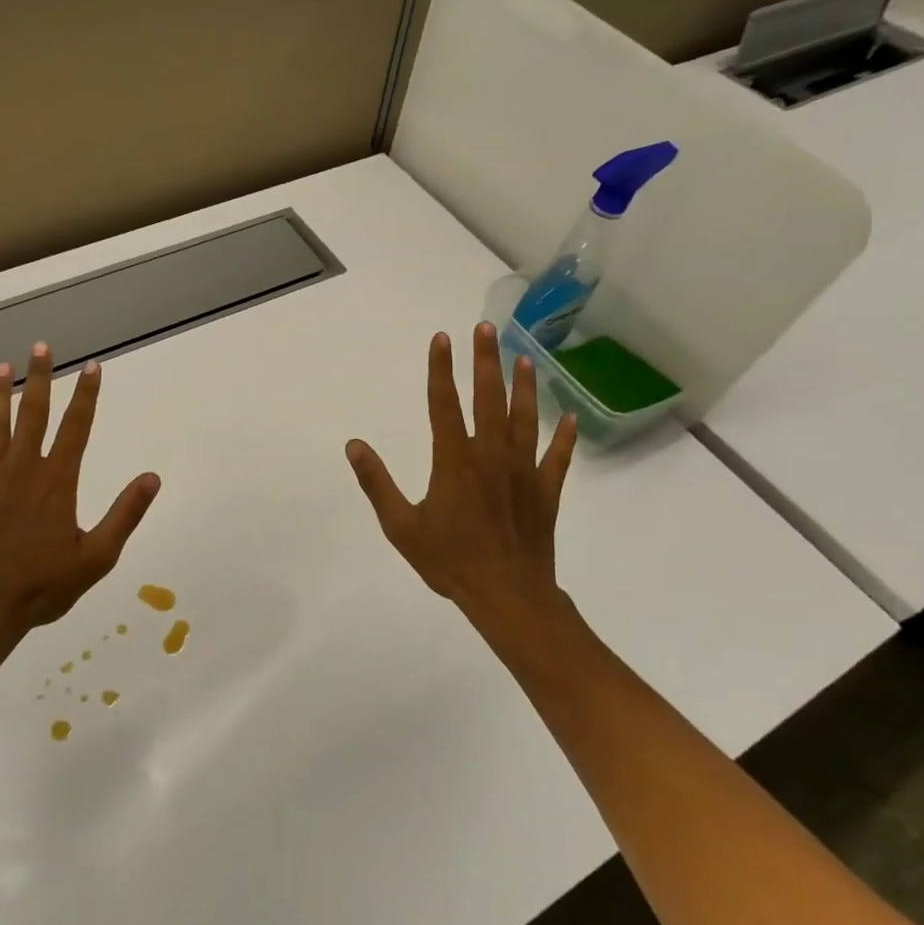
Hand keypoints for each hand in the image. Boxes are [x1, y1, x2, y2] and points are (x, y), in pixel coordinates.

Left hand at [0, 344, 160, 644]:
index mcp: (57, 482)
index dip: (86, 395)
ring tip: (1, 366)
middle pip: (33, 415)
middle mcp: (22, 471)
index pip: (76, 428)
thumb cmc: (44, 585)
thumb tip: (152, 477)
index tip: (92, 366)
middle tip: (41, 347)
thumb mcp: (97, 557)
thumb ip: (125, 514)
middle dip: (40, 378)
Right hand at [346, 324, 576, 622]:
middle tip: (486, 328)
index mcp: (454, 461)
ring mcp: (522, 472)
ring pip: (525, 419)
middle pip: (488, 399)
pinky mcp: (545, 492)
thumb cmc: (450, 561)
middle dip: (485, 361)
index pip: (444, 404)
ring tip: (524, 358)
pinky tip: (570, 417)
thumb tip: (353, 445)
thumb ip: (377, 483)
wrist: (507, 597)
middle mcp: (490, 456)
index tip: (442, 338)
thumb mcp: (402, 526)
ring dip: (524, 387)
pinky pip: (557, 458)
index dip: (441, 369)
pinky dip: (564, 437)